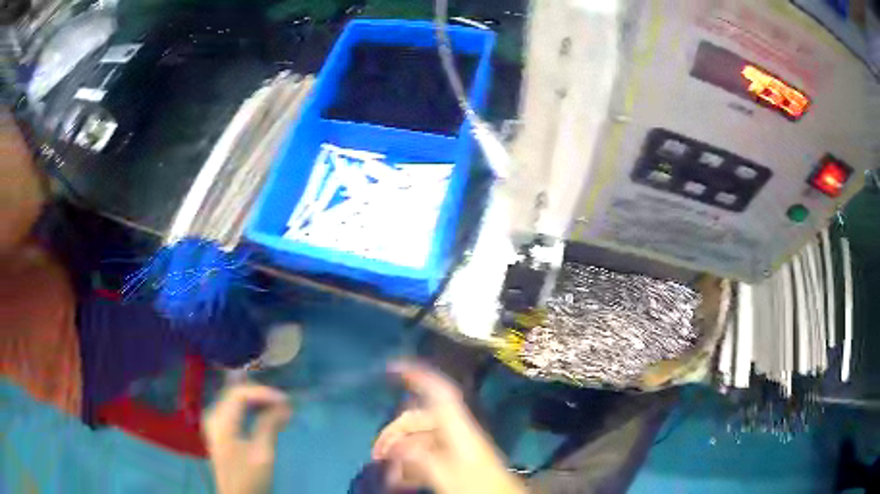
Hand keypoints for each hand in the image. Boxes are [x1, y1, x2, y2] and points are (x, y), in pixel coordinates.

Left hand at [203, 384, 291, 493]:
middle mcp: (213, 416)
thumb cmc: (249, 477)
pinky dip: (251, 410)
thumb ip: (269, 425)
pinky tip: (266, 416)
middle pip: (236, 393)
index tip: (285, 401)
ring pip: (236, 400)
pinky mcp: (220, 430)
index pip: (239, 393)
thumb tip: (284, 405)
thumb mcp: (262, 453)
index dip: (263, 392)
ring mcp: (215, 422)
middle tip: (284, 404)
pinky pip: (235, 410)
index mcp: (220, 421)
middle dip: (261, 395)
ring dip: (257, 401)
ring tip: (279, 409)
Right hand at [372, 362, 526, 493]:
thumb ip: (421, 458)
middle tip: (376, 453)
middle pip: (420, 419)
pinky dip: (410, 463)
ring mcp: (455, 447)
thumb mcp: (447, 475)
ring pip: (420, 439)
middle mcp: (456, 432)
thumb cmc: (478, 485)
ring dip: (400, 452)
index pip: (440, 392)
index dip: (419, 375)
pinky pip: (426, 454)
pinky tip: (399, 478)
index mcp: (459, 428)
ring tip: (385, 470)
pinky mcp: (454, 461)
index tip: (392, 368)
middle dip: (395, 432)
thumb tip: (396, 445)